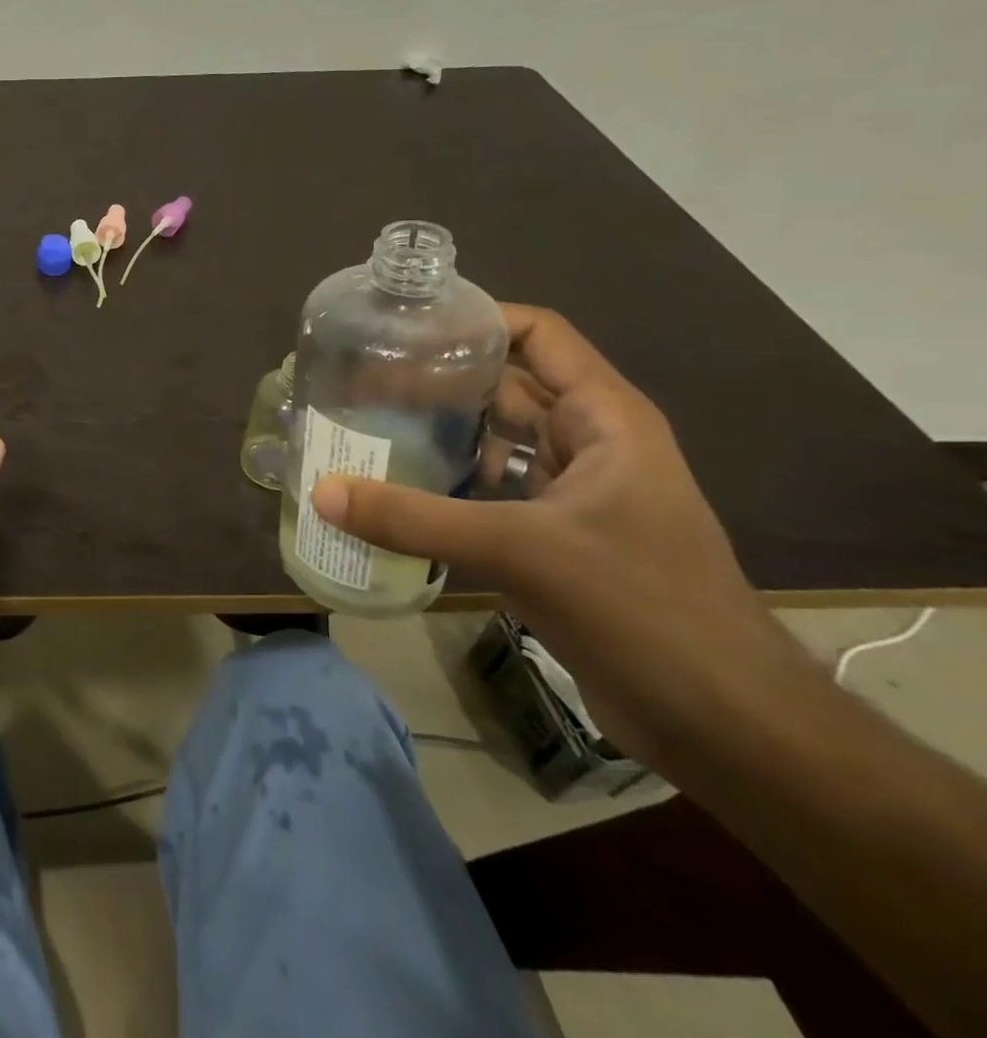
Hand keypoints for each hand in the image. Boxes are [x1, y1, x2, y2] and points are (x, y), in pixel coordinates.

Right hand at [310, 305, 802, 762]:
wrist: (723, 725)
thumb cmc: (642, 609)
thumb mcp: (521, 551)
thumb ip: (414, 519)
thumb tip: (321, 491)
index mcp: (604, 418)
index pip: (537, 335)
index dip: (475, 320)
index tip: (402, 327)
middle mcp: (588, 443)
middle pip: (503, 386)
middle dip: (436, 380)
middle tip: (359, 381)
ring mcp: (571, 494)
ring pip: (493, 442)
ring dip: (436, 435)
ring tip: (363, 428)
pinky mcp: (554, 539)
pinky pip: (488, 493)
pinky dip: (444, 487)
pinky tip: (391, 493)